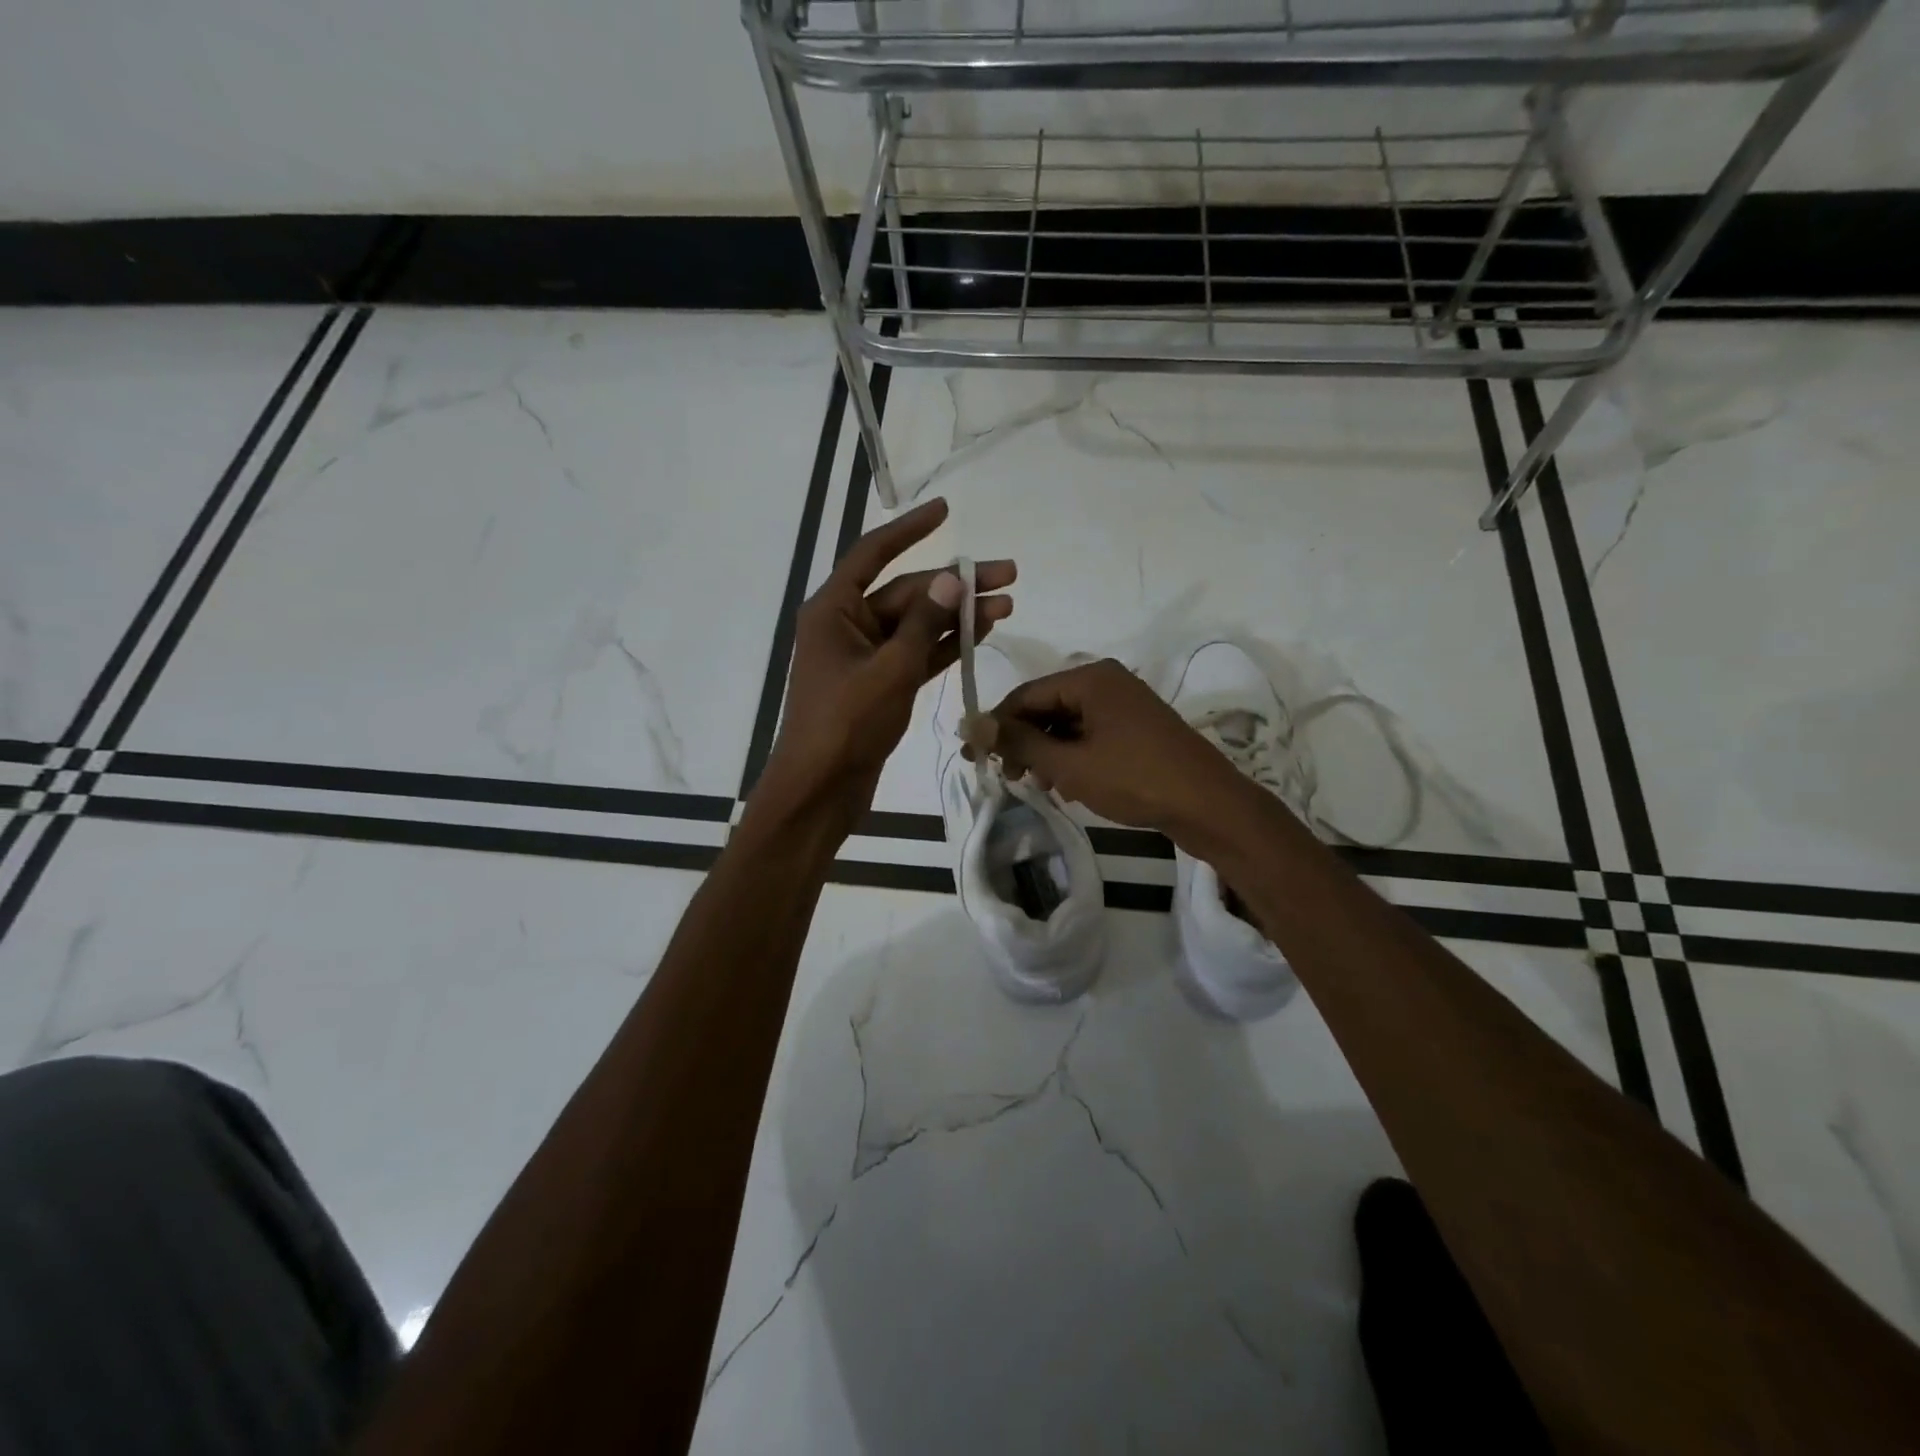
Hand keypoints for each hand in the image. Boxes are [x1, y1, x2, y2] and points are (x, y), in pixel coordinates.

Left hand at [761, 497, 1013, 822]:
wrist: (821, 789)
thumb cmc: (846, 724)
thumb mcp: (890, 670)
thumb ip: (923, 624)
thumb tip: (952, 580)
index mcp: (835, 610)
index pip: (874, 554)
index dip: (910, 529)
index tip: (946, 510)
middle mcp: (848, 626)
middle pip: (907, 592)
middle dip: (956, 585)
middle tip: (1008, 575)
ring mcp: (865, 657)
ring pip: (917, 625)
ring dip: (958, 616)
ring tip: (1007, 605)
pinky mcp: (880, 685)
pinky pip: (916, 655)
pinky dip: (945, 646)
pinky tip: (981, 635)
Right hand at [989, 658, 1242, 838]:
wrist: (1208, 805)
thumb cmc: (1135, 779)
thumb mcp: (1069, 764)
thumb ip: (1019, 743)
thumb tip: (970, 723)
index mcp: (1090, 678)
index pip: (1025, 695)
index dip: (996, 726)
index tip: (974, 757)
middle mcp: (1106, 682)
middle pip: (1046, 707)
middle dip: (1022, 742)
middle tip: (1007, 778)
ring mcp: (1124, 704)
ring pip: (1066, 723)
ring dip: (1045, 752)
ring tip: (1037, 785)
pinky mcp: (1135, 728)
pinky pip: (1089, 734)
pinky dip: (1070, 756)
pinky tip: (1065, 783)